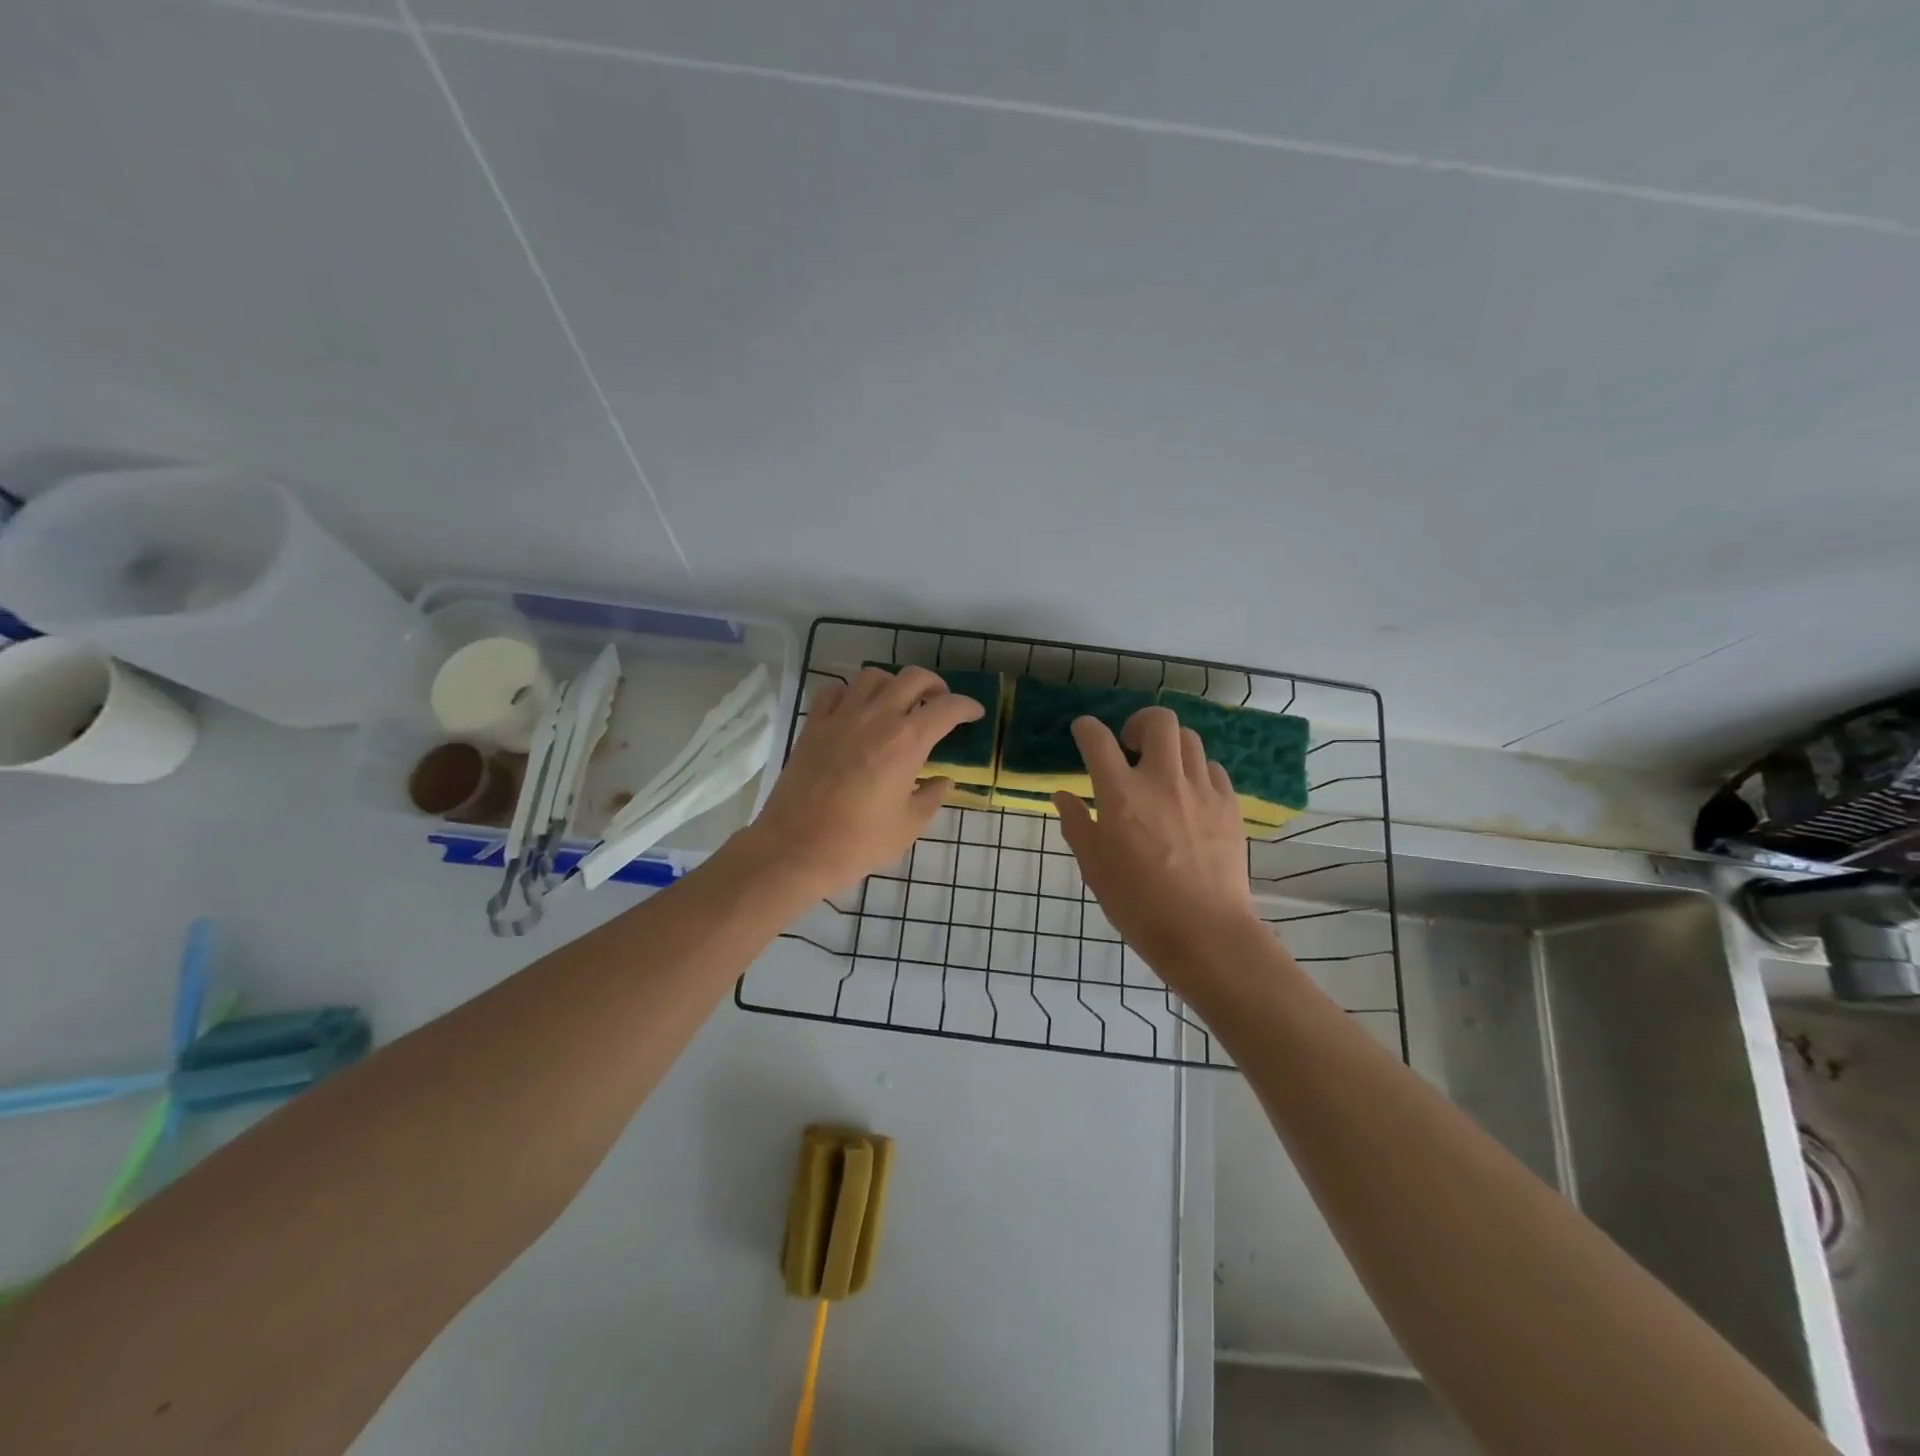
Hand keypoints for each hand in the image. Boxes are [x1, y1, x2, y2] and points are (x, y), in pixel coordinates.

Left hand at [749, 666, 983, 898]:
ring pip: (873, 676)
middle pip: (913, 678)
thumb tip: (942, 781)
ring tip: (897, 703)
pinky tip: (856, 710)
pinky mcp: (814, 725)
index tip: (974, 714)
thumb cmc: (858, 842)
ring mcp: (841, 716)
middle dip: (934, 685)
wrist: (796, 848)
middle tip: (939, 703)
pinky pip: (835, 690)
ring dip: (893, 684)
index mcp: (907, 741)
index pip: (948, 708)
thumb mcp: (908, 826)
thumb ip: (931, 797)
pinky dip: (851, 693)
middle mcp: (877, 717)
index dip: (967, 706)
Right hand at [1054, 707, 1258, 974]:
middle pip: (1158, 721)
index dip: (1086, 728)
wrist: (1204, 932)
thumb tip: (1064, 796)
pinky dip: (1197, 771)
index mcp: (1121, 795)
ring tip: (1162, 770)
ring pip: (1190, 740)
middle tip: (1131, 746)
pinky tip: (1190, 795)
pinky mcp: (1229, 806)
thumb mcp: (1093, 867)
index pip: (1098, 740)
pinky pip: (1213, 769)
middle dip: (1140, 722)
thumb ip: (1077, 825)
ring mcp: (1200, 790)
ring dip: (1170, 746)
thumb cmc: (1137, 904)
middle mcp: (1162, 780)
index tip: (1083, 732)